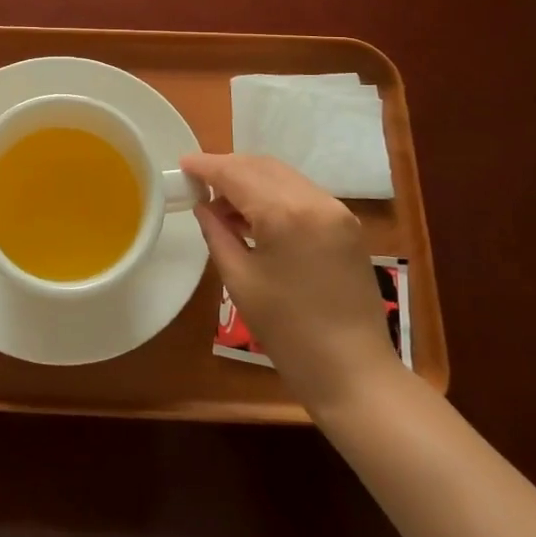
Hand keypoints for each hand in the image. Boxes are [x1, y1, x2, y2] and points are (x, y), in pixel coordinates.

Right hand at [181, 152, 402, 418]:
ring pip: (283, 176)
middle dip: (228, 168)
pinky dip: (274, 194)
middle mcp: (315, 200)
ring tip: (222, 202)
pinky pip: (302, 193)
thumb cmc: (288, 331)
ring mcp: (337, 211)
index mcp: (286, 213)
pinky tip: (254, 215)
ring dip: (251, 180)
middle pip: (262, 167)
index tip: (182, 164)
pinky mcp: (347, 225)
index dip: (206, 166)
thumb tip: (203, 206)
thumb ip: (217, 233)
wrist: (353, 372)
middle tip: (198, 182)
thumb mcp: (240, 280)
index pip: (237, 174)